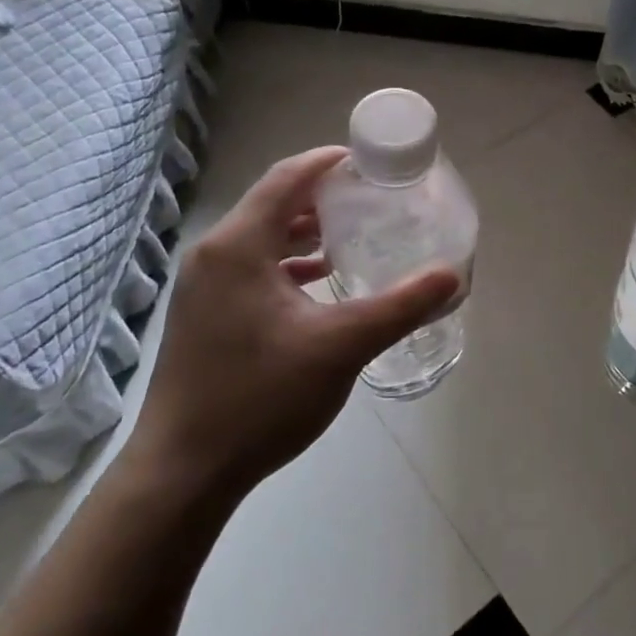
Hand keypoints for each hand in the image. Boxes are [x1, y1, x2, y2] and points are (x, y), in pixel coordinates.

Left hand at [126, 147, 459, 498]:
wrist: (184, 472)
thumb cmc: (260, 397)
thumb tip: (451, 276)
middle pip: (273, 204)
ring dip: (305, 232)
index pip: (287, 178)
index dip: (328, 162)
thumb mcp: (341, 347)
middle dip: (322, 197)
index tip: (370, 162)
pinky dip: (287, 264)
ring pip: (261, 239)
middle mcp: (214, 255)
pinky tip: (319, 283)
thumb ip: (400, 307)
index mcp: (238, 245)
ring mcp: (203, 287)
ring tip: (352, 236)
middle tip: (371, 199)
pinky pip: (251, 269)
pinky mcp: (203, 316)